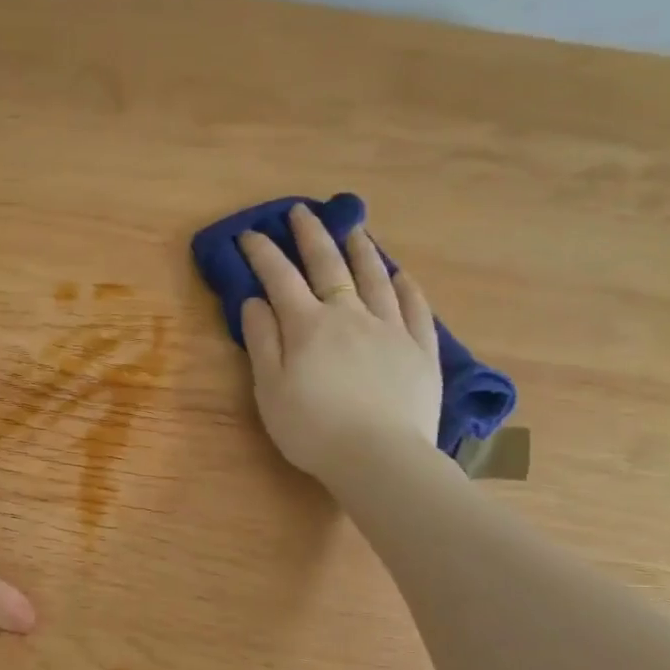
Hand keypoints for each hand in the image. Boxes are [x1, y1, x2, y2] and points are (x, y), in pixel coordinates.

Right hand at [237, 204, 442, 482]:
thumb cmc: (313, 429)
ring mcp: (390, 329)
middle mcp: (350, 316)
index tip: (250, 233)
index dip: (263, 253)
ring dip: (361, 250)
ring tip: (354, 229)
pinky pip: (414, 308)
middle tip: (301, 212)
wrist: (379, 458)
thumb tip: (255, 300)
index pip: (280, 278)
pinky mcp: (420, 350)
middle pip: (329, 266)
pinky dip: (405, 287)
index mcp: (308, 326)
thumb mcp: (270, 389)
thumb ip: (263, 341)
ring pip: (374, 278)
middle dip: (311, 236)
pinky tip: (400, 275)